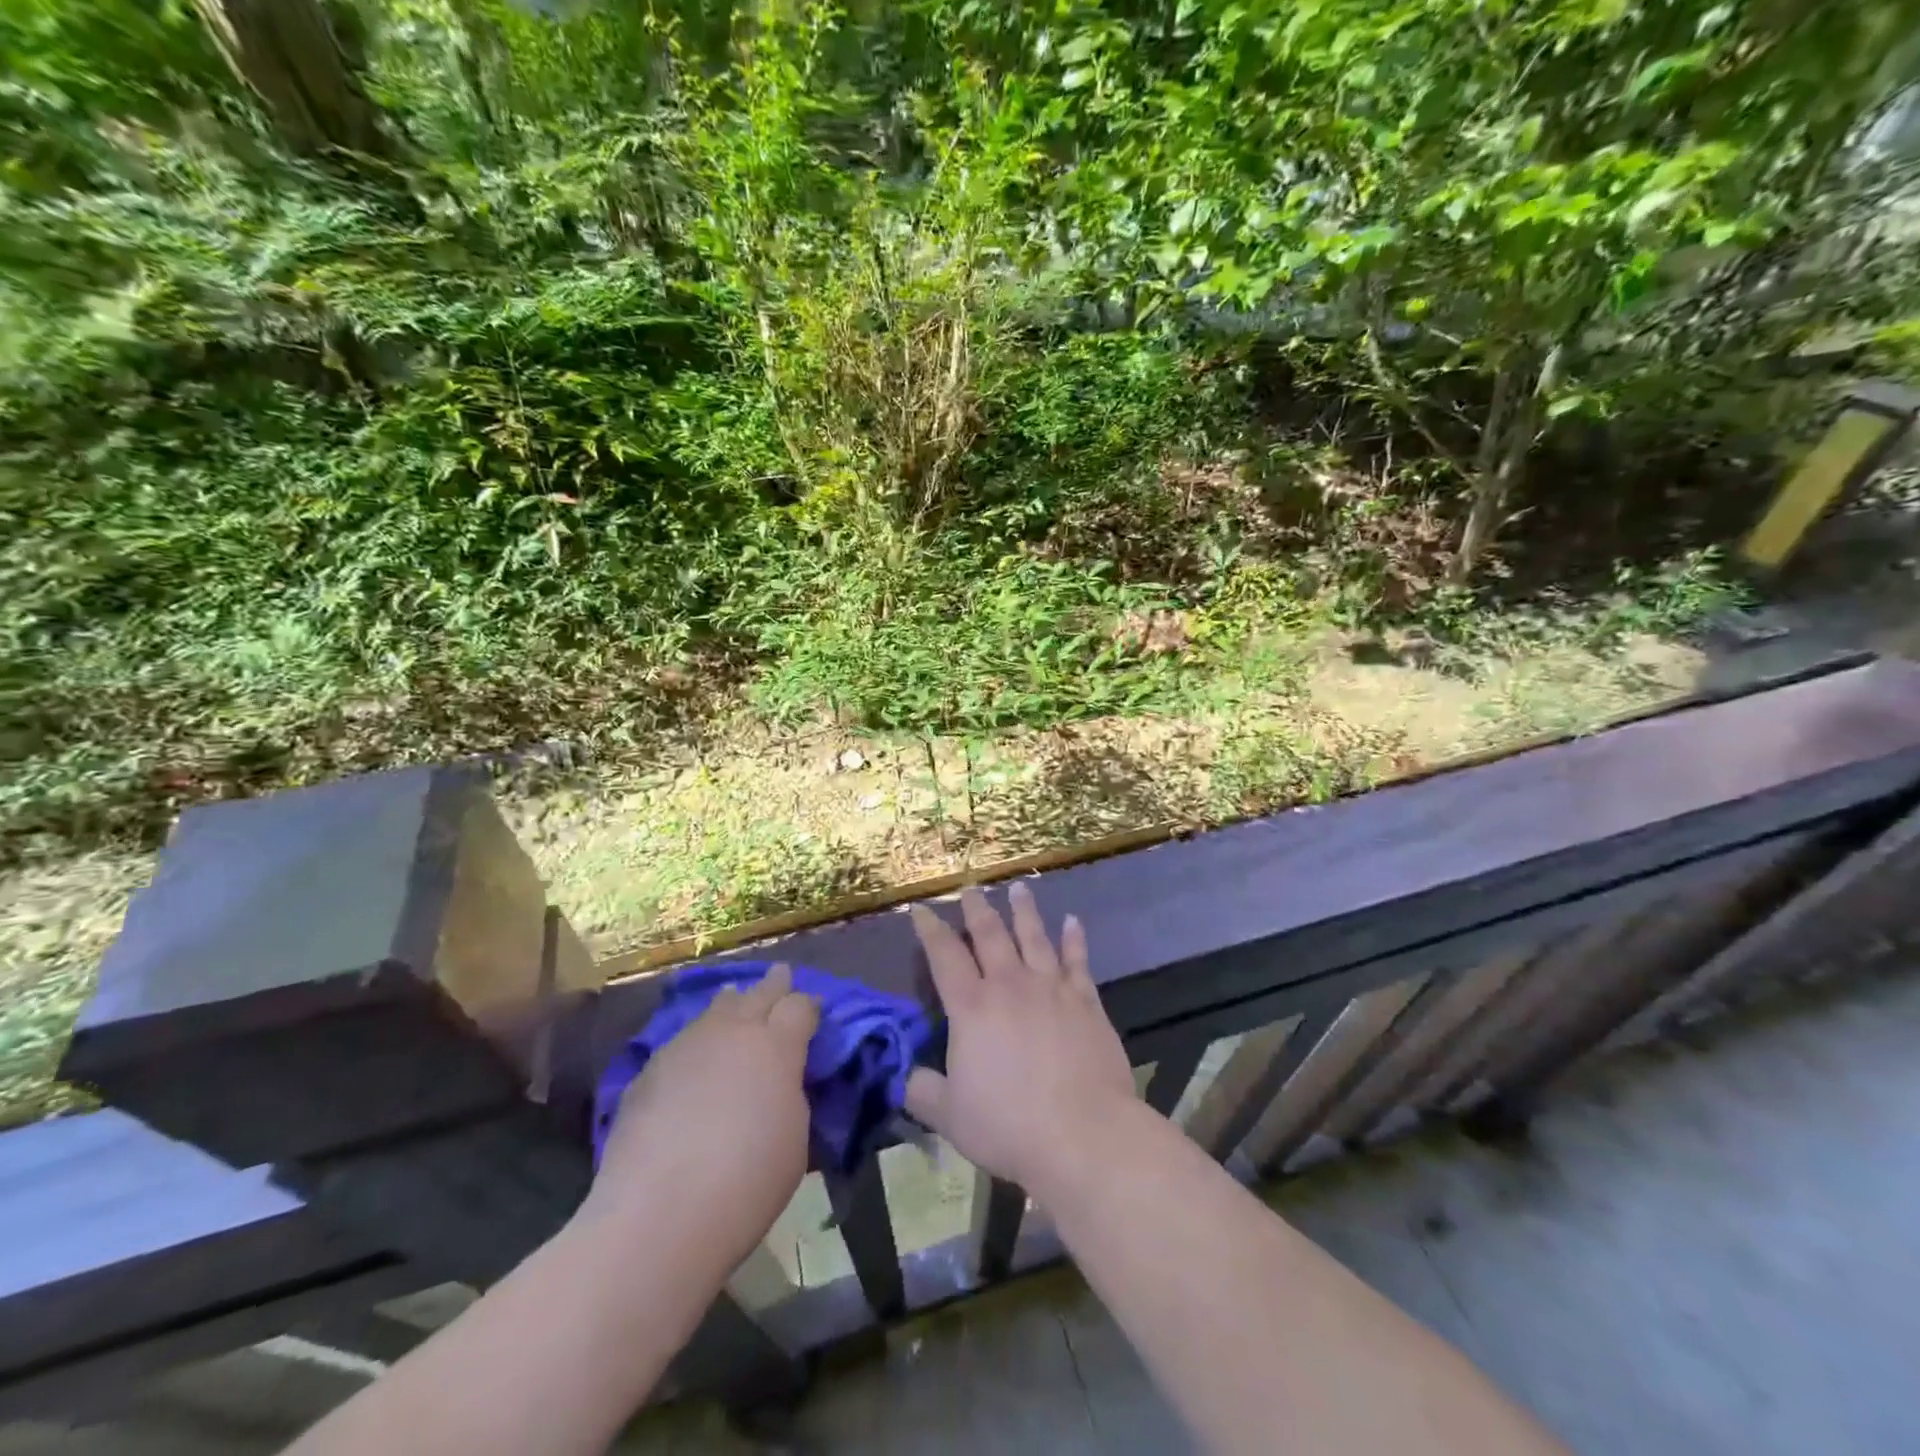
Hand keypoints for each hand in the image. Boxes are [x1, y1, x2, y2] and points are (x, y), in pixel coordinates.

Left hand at [582, 964, 818, 1270]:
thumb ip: (790, 1092)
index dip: (809, 1005)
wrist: (659, 1215)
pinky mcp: (649, 1069)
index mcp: (777, 1045)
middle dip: (774, 985)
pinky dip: (697, 1043)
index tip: (813, 1010)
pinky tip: (694, 1061)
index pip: (801, 1005)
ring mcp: (686, 1045)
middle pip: (758, 992)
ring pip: (714, 1009)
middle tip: (781, 976)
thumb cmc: (748, 1181)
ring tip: (734, 1005)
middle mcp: (732, 1031)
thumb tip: (780, 1077)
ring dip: (731, 1006)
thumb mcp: (794, 1135)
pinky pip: (682, 1041)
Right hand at [906, 884, 1135, 1194]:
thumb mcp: (950, 1117)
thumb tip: (906, 1078)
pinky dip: (1074, 939)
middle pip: (990, 934)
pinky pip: (1078, 960)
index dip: (930, 930)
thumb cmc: (1009, 1126)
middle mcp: (1010, 985)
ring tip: (1019, 888)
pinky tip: (1072, 921)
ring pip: (1034, 937)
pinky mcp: (1086, 1002)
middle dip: (977, 909)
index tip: (922, 909)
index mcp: (971, 1007)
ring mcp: (1051, 989)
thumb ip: (923, 1092)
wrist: (1083, 1134)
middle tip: (971, 888)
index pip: (944, 956)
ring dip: (1024, 911)